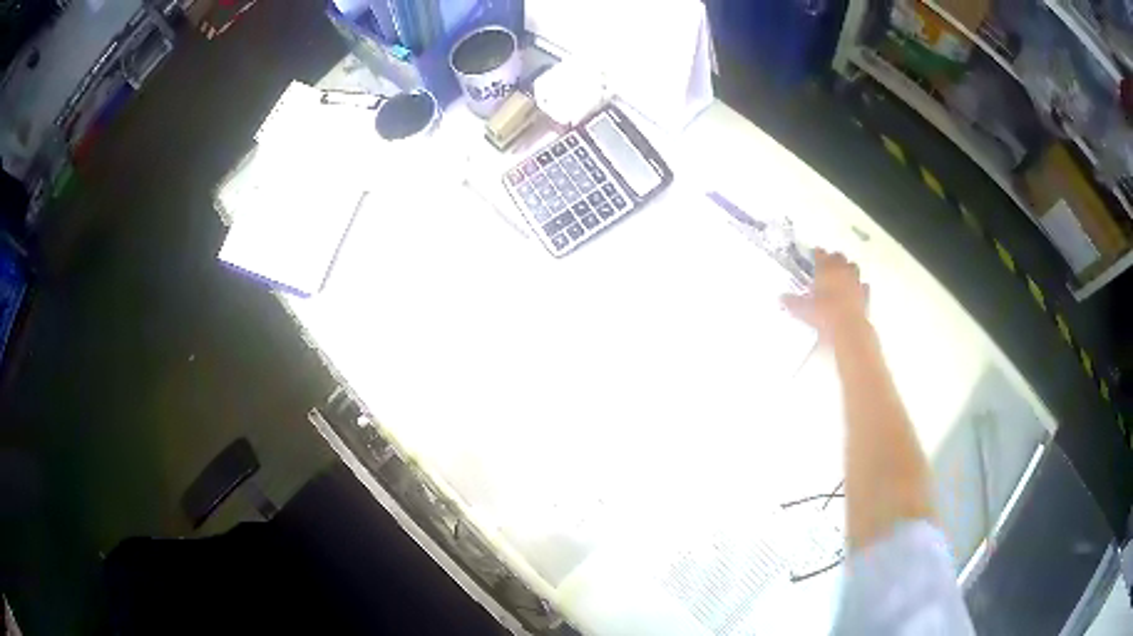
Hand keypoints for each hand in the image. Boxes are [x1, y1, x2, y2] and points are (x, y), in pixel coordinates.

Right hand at [781, 249, 869, 338]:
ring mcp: (855, 282)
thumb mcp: (804, 310)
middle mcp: (842, 271)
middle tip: (827, 264)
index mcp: (826, 270)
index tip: (813, 254)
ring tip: (842, 274)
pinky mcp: (865, 295)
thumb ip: (793, 302)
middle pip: (839, 257)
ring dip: (848, 268)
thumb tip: (780, 298)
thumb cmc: (825, 315)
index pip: (821, 254)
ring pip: (853, 267)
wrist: (849, 329)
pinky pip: (863, 286)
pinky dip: (859, 286)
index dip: (817, 253)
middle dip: (833, 258)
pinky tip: (855, 290)